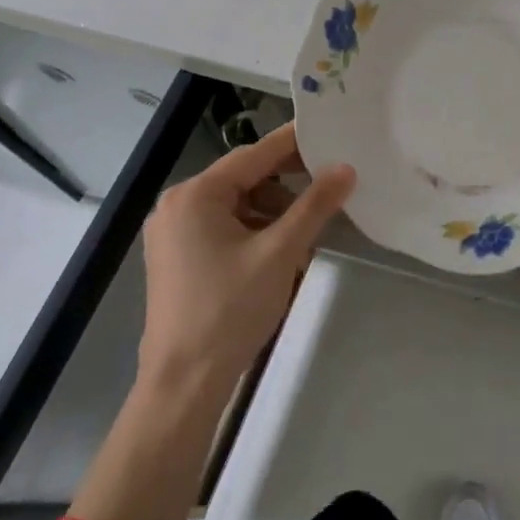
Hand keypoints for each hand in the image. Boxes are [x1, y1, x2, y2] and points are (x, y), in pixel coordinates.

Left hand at [138, 122, 354, 394]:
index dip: (295, 144)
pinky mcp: (177, 258)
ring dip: (274, 211)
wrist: (184, 384)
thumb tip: (346, 168)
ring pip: (237, 204)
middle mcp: (178, 205)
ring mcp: (173, 233)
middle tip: (330, 185)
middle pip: (244, 178)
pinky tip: (281, 251)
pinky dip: (255, 230)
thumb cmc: (230, 310)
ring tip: (307, 231)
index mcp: (195, 195)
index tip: (331, 135)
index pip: (254, 154)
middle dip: (288, 183)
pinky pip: (224, 227)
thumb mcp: (281, 252)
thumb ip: (315, 205)